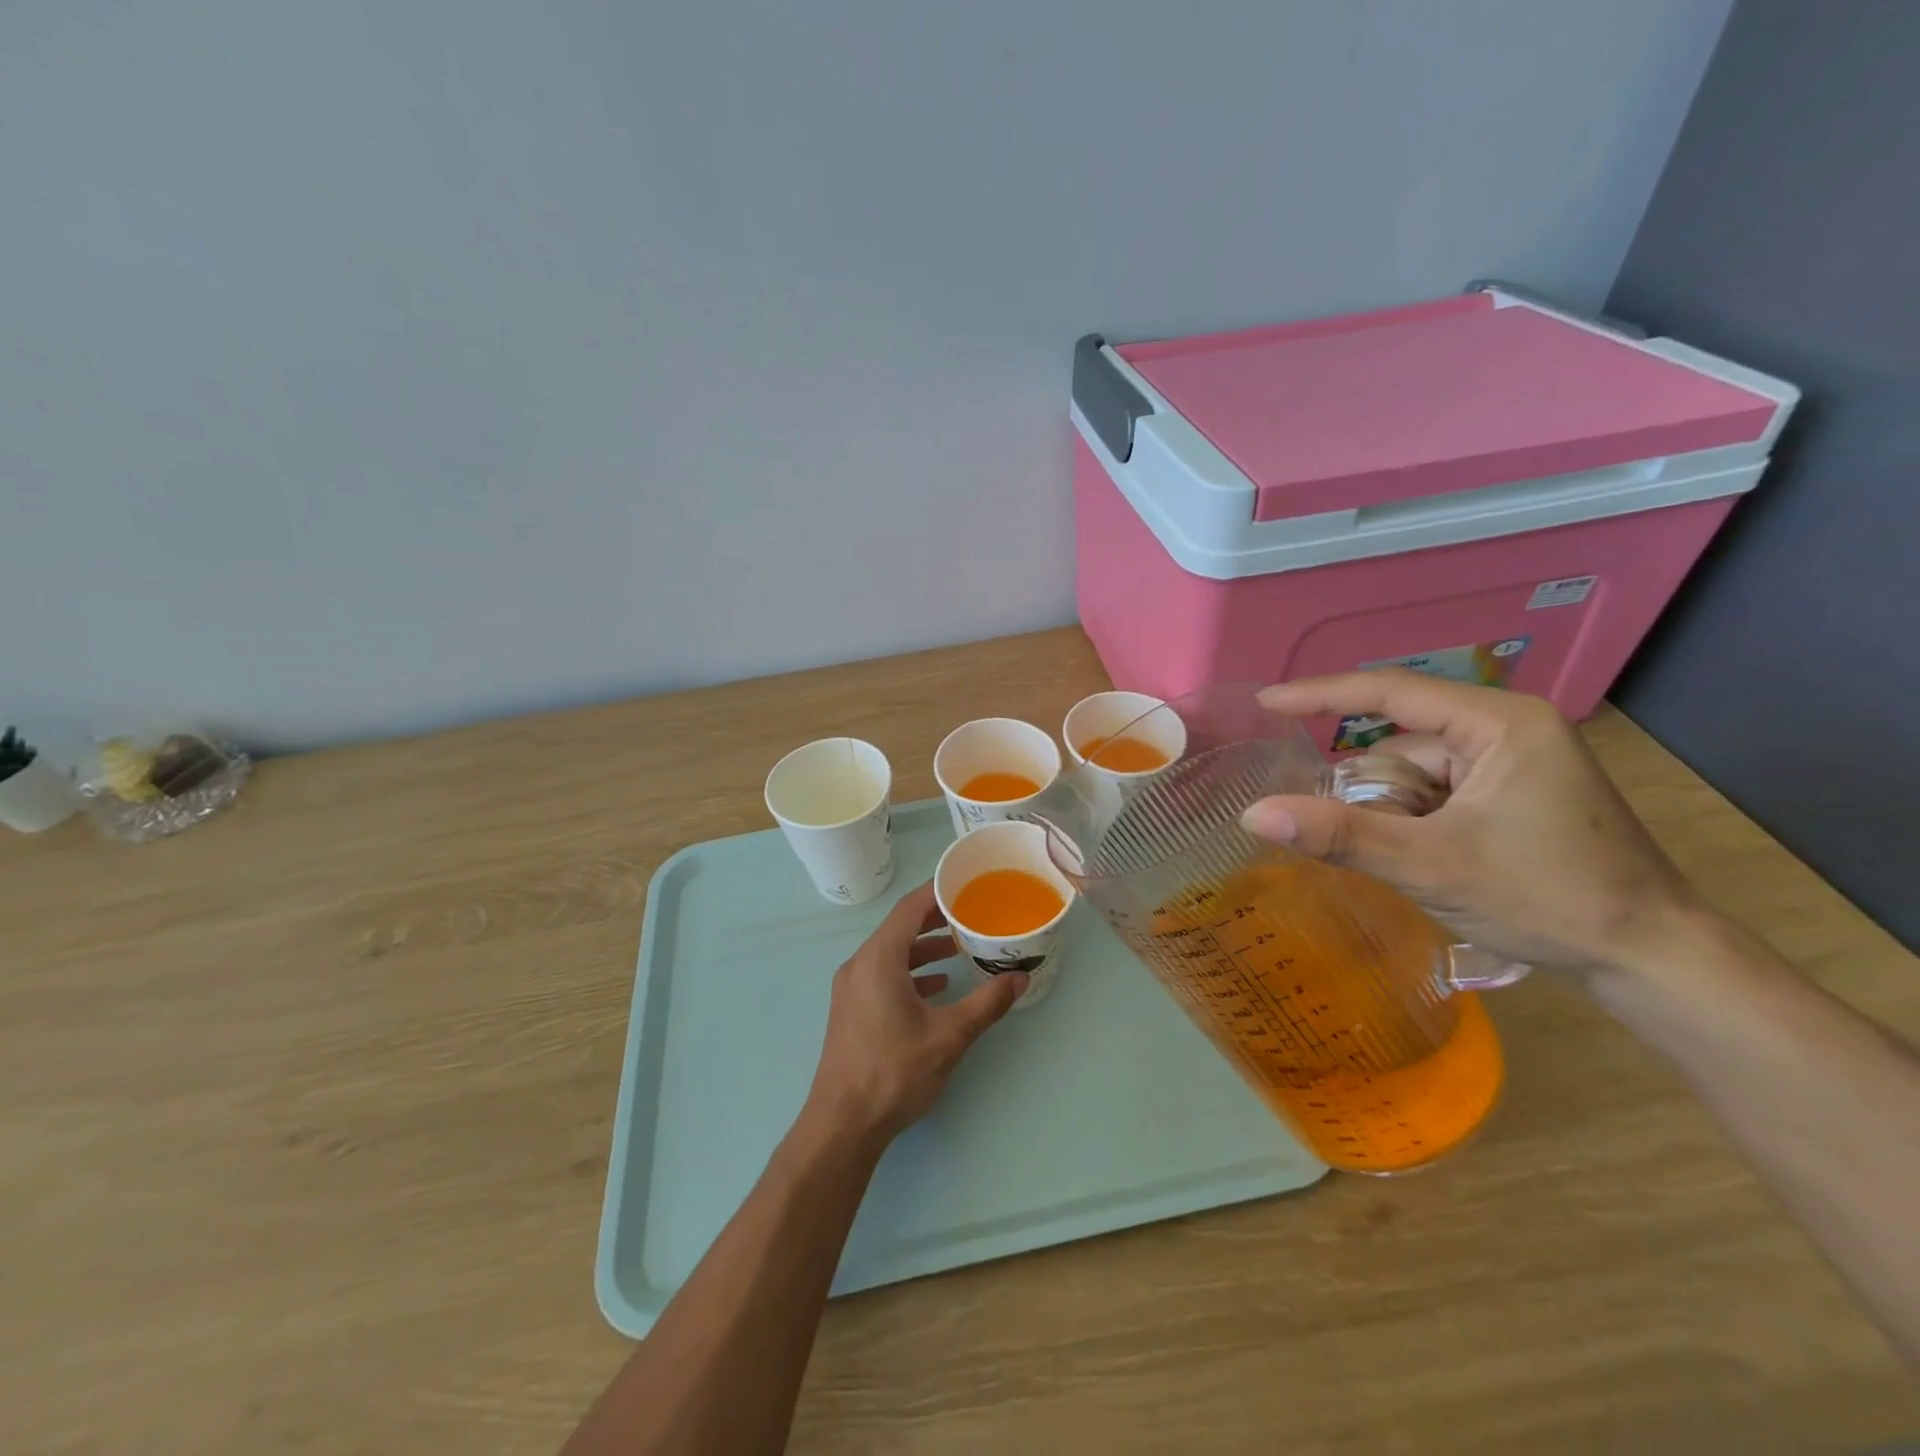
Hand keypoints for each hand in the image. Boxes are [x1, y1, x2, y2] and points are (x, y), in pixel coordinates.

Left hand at [804, 881, 1026, 1142]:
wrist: (843, 1124)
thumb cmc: (894, 1072)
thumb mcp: (949, 1036)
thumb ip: (986, 1003)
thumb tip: (1020, 978)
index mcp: (879, 959)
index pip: (910, 908)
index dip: (937, 892)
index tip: (966, 883)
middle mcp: (860, 964)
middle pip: (899, 927)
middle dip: (934, 919)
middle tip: (970, 914)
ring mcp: (851, 987)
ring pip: (890, 952)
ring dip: (923, 947)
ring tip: (958, 950)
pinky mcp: (851, 1008)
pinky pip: (882, 973)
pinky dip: (909, 971)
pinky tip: (935, 987)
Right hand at [1243, 670, 1701, 972]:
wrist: (1652, 960)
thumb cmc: (1549, 900)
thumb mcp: (1431, 866)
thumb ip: (1339, 835)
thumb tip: (1254, 814)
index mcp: (1499, 724)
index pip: (1390, 692)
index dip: (1319, 694)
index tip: (1264, 703)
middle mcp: (1505, 729)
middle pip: (1399, 748)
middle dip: (1381, 800)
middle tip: (1399, 851)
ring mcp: (1512, 762)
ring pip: (1413, 778)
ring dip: (1400, 820)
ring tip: (1430, 868)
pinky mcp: (1512, 793)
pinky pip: (1434, 795)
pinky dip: (1417, 827)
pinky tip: (1439, 864)